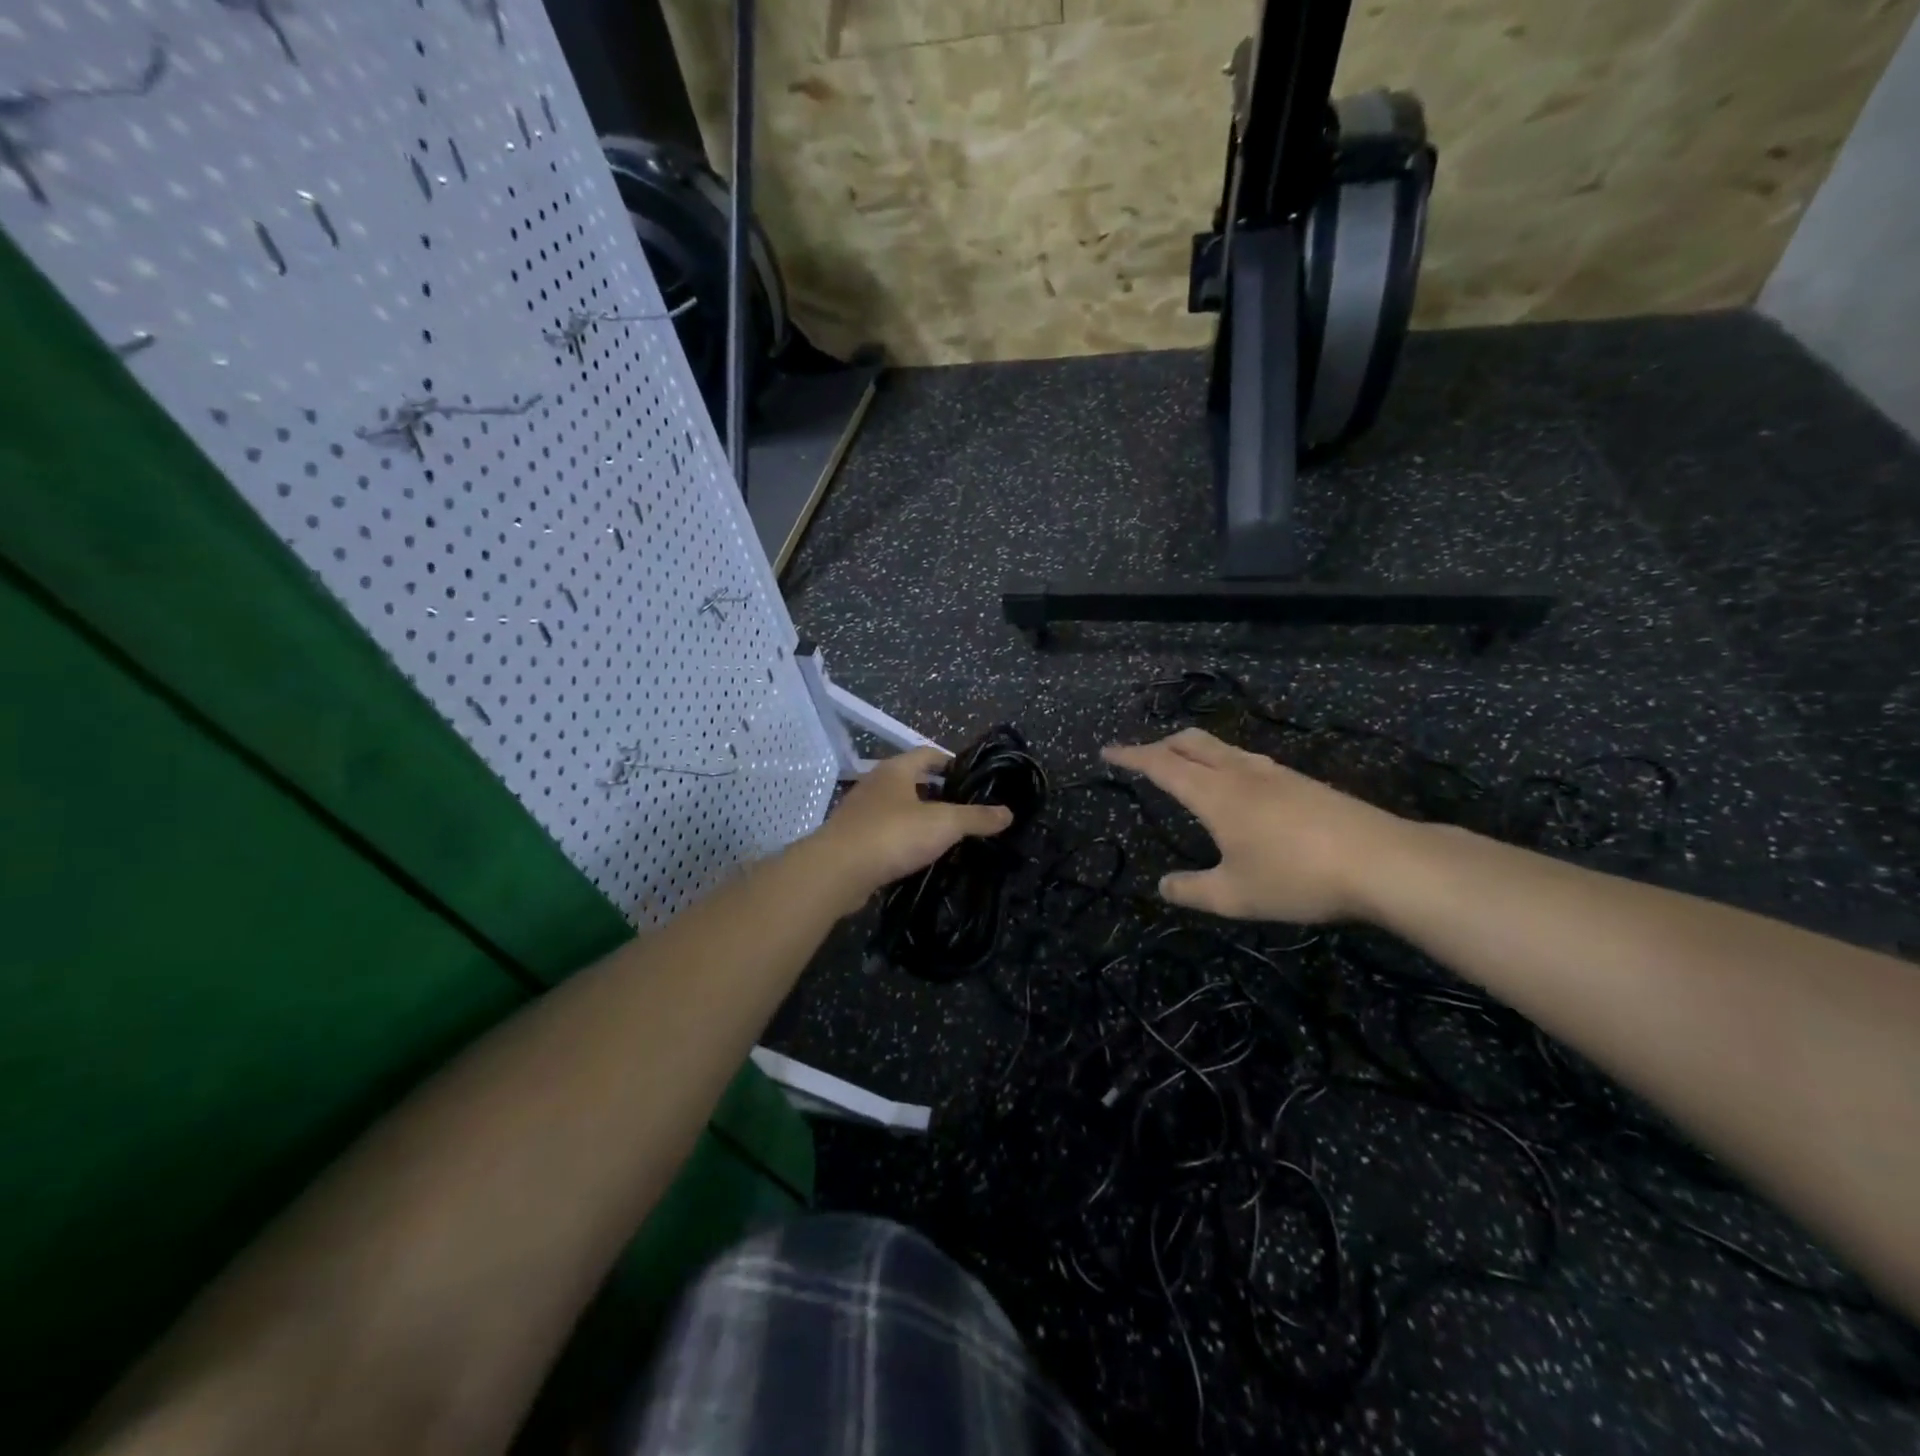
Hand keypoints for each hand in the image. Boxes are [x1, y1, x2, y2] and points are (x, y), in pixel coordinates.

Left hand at [809, 747, 1013, 910]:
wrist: (837, 871)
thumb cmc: (892, 834)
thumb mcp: (943, 824)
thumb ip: (976, 818)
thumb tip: (1008, 812)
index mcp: (896, 770)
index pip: (928, 753)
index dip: (951, 761)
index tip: (972, 777)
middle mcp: (876, 783)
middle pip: (912, 780)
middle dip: (937, 792)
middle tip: (965, 808)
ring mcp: (860, 812)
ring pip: (897, 807)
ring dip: (919, 817)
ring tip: (946, 833)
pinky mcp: (853, 839)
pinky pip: (885, 832)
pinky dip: (903, 839)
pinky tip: (918, 855)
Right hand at [1101, 728, 1409, 922]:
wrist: (1382, 861)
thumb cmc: (1297, 877)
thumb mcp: (1235, 896)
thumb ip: (1192, 891)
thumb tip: (1164, 886)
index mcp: (1215, 793)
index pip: (1161, 764)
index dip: (1130, 756)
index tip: (1107, 751)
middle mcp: (1240, 773)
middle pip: (1191, 742)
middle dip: (1160, 744)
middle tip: (1141, 757)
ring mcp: (1275, 773)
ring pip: (1222, 748)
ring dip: (1193, 750)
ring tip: (1185, 767)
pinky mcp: (1302, 782)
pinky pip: (1247, 761)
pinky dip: (1223, 763)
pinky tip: (1237, 788)